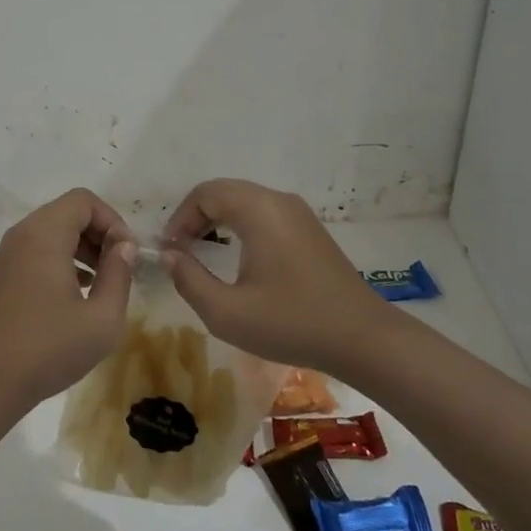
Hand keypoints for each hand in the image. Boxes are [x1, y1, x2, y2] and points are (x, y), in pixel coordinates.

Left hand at [0, 189, 137, 412]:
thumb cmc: (49, 348)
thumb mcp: (102, 318)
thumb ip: (119, 274)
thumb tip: (124, 247)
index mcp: (44, 234)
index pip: (84, 200)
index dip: (112, 220)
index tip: (127, 255)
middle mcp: (22, 234)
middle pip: (68, 212)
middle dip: (99, 233)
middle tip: (118, 268)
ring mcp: (7, 254)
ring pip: (52, 231)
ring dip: (81, 247)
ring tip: (101, 282)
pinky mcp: (2, 274)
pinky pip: (38, 250)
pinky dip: (61, 259)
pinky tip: (76, 293)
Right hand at [160, 179, 389, 371]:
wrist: (363, 338)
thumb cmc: (291, 323)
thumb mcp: (227, 312)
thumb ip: (189, 280)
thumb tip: (168, 256)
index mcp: (259, 210)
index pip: (205, 193)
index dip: (179, 218)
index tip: (168, 251)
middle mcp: (279, 201)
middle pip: (224, 192)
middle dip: (195, 217)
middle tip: (179, 251)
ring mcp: (299, 213)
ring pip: (245, 201)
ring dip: (217, 220)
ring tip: (201, 252)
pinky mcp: (310, 229)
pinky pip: (264, 213)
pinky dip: (240, 225)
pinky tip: (236, 256)